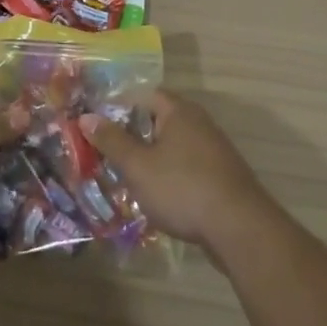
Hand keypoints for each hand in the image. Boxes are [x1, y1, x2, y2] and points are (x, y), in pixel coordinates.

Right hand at [80, 90, 276, 250]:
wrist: (240, 229)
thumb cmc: (182, 188)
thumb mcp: (137, 166)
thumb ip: (111, 140)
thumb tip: (86, 116)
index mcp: (179, 111)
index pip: (143, 95)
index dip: (118, 106)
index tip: (96, 124)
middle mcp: (199, 123)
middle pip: (158, 120)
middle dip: (131, 135)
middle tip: (105, 151)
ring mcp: (214, 150)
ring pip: (172, 146)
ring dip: (150, 157)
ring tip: (124, 175)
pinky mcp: (221, 176)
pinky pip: (186, 166)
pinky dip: (169, 175)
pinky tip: (155, 195)